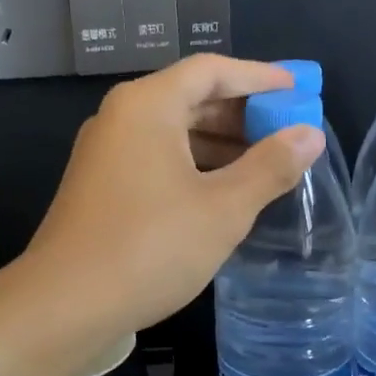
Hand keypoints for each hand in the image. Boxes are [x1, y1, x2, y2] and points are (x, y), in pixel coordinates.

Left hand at [21, 55, 325, 340]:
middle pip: (189, 97)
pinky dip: (193, 165)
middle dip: (241, 112)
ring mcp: (104, 153)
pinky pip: (155, 158)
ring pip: (172, 131)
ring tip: (264, 164)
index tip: (298, 90)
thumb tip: (310, 134)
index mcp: (147, 105)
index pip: (211, 70)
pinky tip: (221, 192)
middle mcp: (120, 118)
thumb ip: (270, 167)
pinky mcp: (99, 186)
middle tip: (287, 131)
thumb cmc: (150, 248)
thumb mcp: (223, 209)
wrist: (64, 305)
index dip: (259, 77)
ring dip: (219, 143)